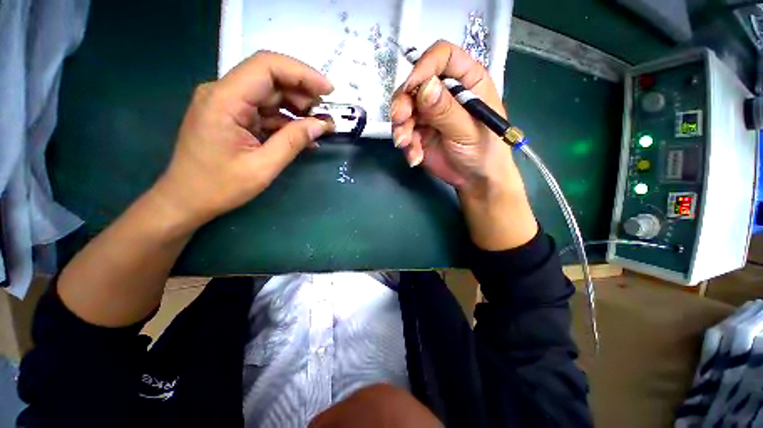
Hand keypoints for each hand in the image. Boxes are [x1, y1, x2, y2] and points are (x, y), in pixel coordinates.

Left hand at [153, 51, 333, 230]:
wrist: (186, 200)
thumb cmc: (219, 187)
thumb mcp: (263, 167)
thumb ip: (293, 142)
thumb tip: (322, 125)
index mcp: (224, 100)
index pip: (267, 67)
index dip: (302, 73)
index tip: (329, 90)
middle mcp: (222, 93)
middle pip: (269, 78)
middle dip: (303, 93)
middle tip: (325, 116)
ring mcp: (226, 103)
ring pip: (269, 94)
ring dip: (297, 108)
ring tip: (319, 127)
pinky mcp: (231, 115)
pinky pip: (264, 110)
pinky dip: (286, 121)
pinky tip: (303, 135)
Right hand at [390, 41, 537, 249]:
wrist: (475, 179)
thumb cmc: (483, 151)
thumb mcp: (468, 130)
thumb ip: (447, 110)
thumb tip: (424, 87)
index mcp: (466, 81)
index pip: (442, 57)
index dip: (424, 66)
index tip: (411, 87)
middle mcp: (445, 92)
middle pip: (415, 83)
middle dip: (403, 102)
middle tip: (400, 120)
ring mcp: (429, 113)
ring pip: (405, 109)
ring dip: (401, 127)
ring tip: (406, 144)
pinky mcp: (420, 132)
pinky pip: (405, 132)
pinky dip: (407, 145)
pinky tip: (415, 158)